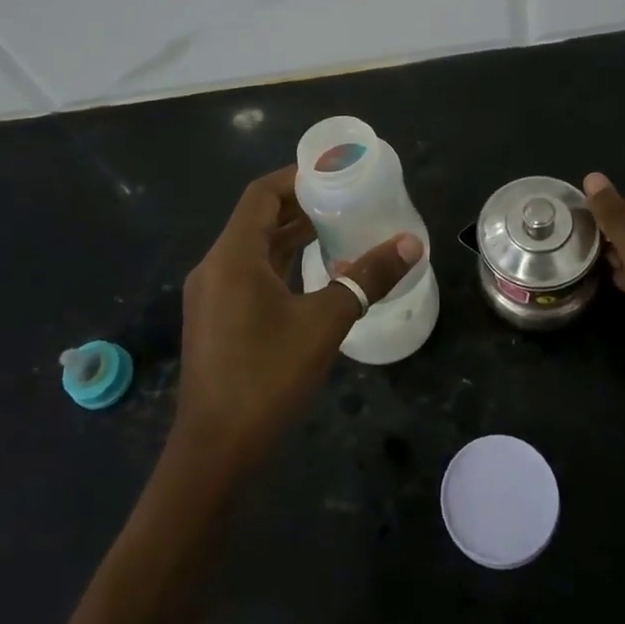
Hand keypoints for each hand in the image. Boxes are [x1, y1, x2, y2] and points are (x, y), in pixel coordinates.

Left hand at [175, 166, 422, 474]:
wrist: (215, 450)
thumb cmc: (267, 376)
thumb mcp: (325, 322)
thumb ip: (367, 278)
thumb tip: (411, 243)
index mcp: (233, 256)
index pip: (262, 194)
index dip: (297, 177)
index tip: (335, 173)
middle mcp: (216, 267)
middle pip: (258, 219)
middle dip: (301, 206)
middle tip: (347, 199)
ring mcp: (213, 296)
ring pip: (255, 250)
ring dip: (293, 236)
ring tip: (339, 228)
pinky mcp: (218, 321)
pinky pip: (251, 275)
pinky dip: (282, 265)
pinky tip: (316, 274)